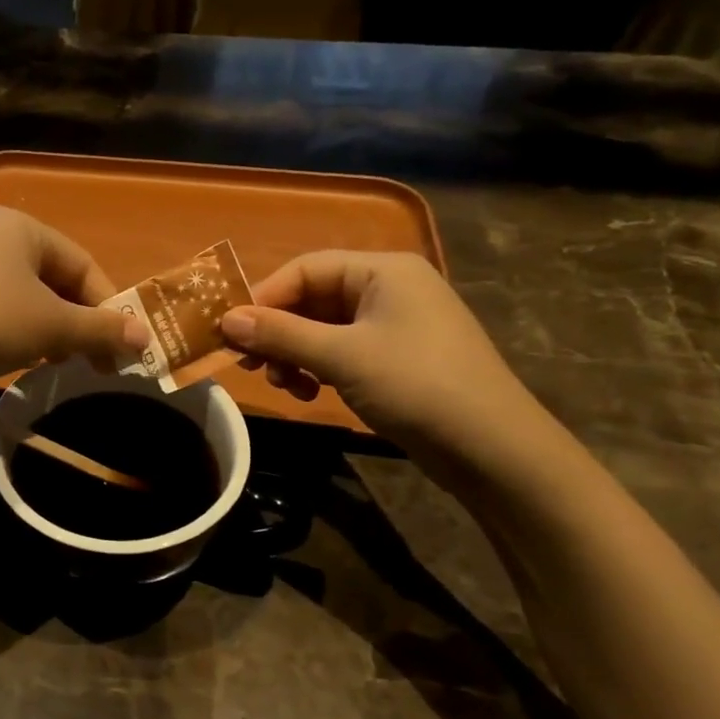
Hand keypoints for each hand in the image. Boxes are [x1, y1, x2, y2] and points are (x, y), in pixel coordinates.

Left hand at [0, 208, 146, 386]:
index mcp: (20, 226)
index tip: (123, 348)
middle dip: (78, 322)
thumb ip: (102, 330)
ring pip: (22, 296)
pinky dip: (14, 331)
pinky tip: (15, 357)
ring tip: (56, 362)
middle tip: (95, 363)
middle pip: (53, 279)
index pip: (83, 264)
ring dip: (49, 330)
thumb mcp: (52, 326)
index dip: (109, 307)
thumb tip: (145, 337)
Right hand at [219, 251, 544, 464]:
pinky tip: (309, 393)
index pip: (305, 268)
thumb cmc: (417, 386)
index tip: (230, 331)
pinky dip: (317, 367)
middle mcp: (389, 287)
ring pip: (323, 327)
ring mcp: (395, 324)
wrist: (493, 450)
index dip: (263, 297)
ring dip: (294, 353)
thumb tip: (226, 319)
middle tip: (248, 363)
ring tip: (283, 384)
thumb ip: (280, 334)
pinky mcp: (396, 357)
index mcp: (383, 269)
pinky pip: (342, 350)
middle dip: (278, 330)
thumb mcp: (341, 357)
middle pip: (312, 297)